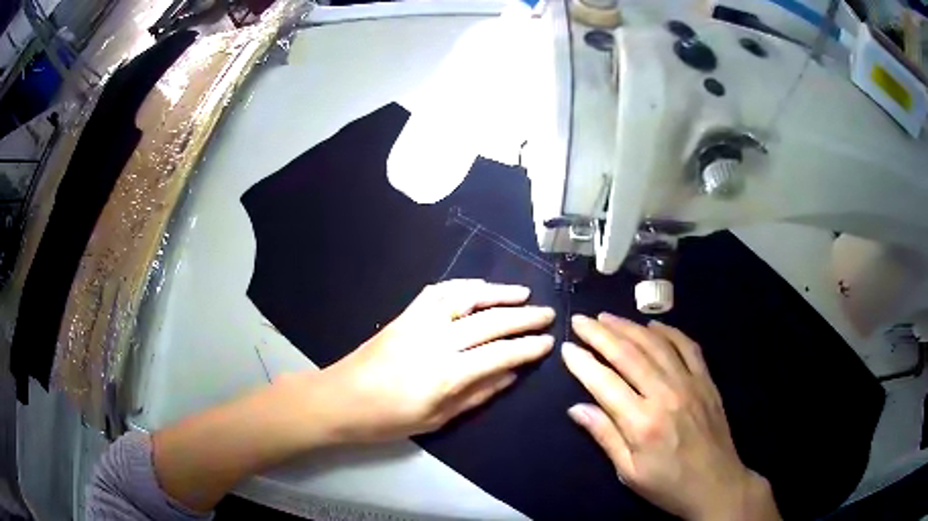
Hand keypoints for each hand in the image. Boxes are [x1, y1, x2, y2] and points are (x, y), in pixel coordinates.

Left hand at [285, 279, 554, 444]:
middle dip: (523, 316)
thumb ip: (477, 395)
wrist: (339, 399)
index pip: (500, 354)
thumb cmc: (387, 419)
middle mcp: (436, 340)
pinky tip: (478, 287)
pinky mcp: (404, 315)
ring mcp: (418, 322)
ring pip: (466, 297)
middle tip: (547, 313)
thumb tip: (511, 375)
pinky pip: (438, 292)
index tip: (549, 341)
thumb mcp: (437, 419)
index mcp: (446, 374)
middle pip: (489, 321)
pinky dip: (462, 286)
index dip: (528, 347)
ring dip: (496, 292)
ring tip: (521, 293)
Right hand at [562, 314, 780, 520]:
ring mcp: (689, 383)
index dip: (583, 362)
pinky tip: (652, 326)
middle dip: (600, 334)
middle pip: (628, 355)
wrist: (715, 484)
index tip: (566, 347)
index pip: (605, 383)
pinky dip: (669, 332)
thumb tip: (576, 408)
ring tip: (607, 317)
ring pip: (655, 344)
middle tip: (581, 320)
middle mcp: (665, 395)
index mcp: (642, 423)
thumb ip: (605, 436)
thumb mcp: (629, 472)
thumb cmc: (667, 485)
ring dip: (629, 327)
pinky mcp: (706, 380)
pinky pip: (687, 346)